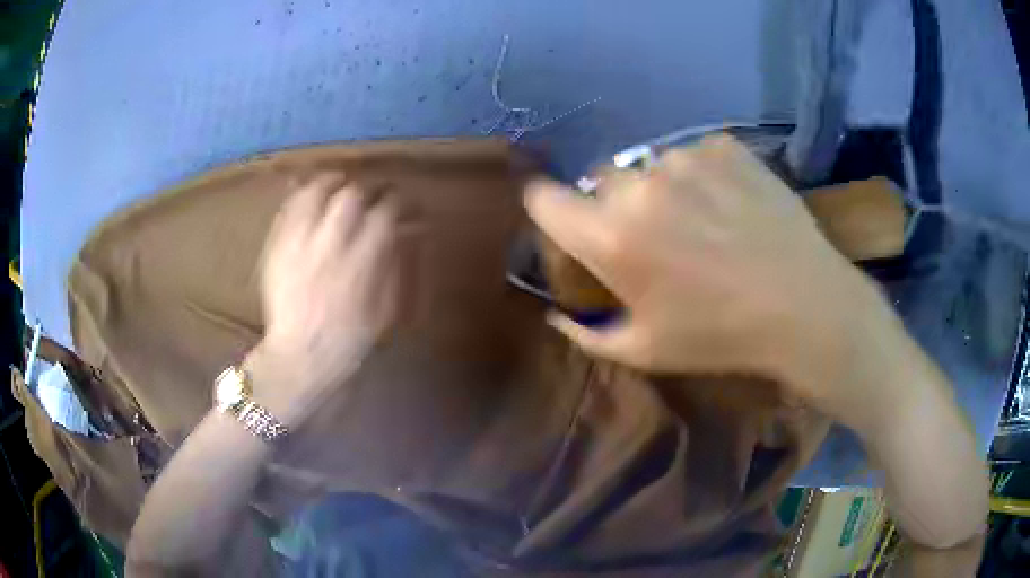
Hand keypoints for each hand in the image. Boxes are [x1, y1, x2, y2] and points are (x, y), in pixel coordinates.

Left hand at [250, 174, 401, 422]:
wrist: (301, 355)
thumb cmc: (349, 338)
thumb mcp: (386, 308)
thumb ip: (396, 264)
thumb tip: (409, 232)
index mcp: (361, 261)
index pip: (386, 212)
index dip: (399, 201)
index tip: (404, 202)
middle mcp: (330, 244)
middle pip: (351, 195)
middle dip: (367, 188)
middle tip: (373, 193)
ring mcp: (299, 242)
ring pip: (315, 192)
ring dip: (332, 182)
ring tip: (339, 184)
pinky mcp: (277, 246)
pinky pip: (289, 208)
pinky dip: (302, 194)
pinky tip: (310, 195)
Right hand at [526, 136, 889, 410]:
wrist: (804, 304)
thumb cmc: (721, 335)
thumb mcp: (646, 351)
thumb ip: (588, 335)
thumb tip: (558, 315)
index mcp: (611, 236)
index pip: (543, 198)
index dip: (548, 209)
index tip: (567, 224)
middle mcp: (638, 185)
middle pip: (598, 180)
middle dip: (612, 205)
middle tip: (652, 236)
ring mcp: (683, 158)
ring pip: (648, 166)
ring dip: (660, 190)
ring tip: (701, 221)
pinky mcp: (721, 145)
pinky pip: (692, 156)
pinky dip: (701, 177)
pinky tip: (730, 205)